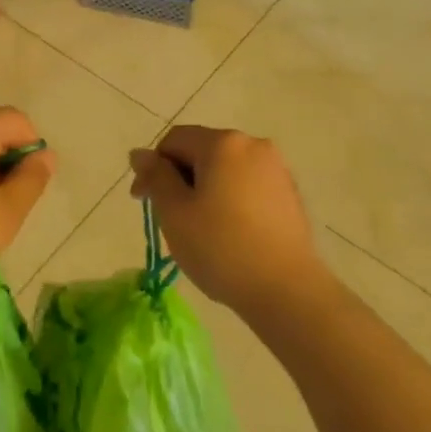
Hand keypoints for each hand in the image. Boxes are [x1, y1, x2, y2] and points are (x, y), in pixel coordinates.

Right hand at [129, 125, 326, 318]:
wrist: (287, 290)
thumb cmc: (221, 248)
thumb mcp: (175, 212)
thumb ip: (156, 177)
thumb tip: (140, 153)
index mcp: (222, 142)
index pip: (174, 141)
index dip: (153, 168)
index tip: (143, 203)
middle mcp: (252, 144)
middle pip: (202, 151)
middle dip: (180, 179)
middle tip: (171, 219)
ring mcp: (276, 168)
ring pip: (226, 170)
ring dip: (206, 190)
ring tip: (201, 229)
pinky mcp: (290, 193)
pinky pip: (248, 186)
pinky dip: (231, 200)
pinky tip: (230, 234)